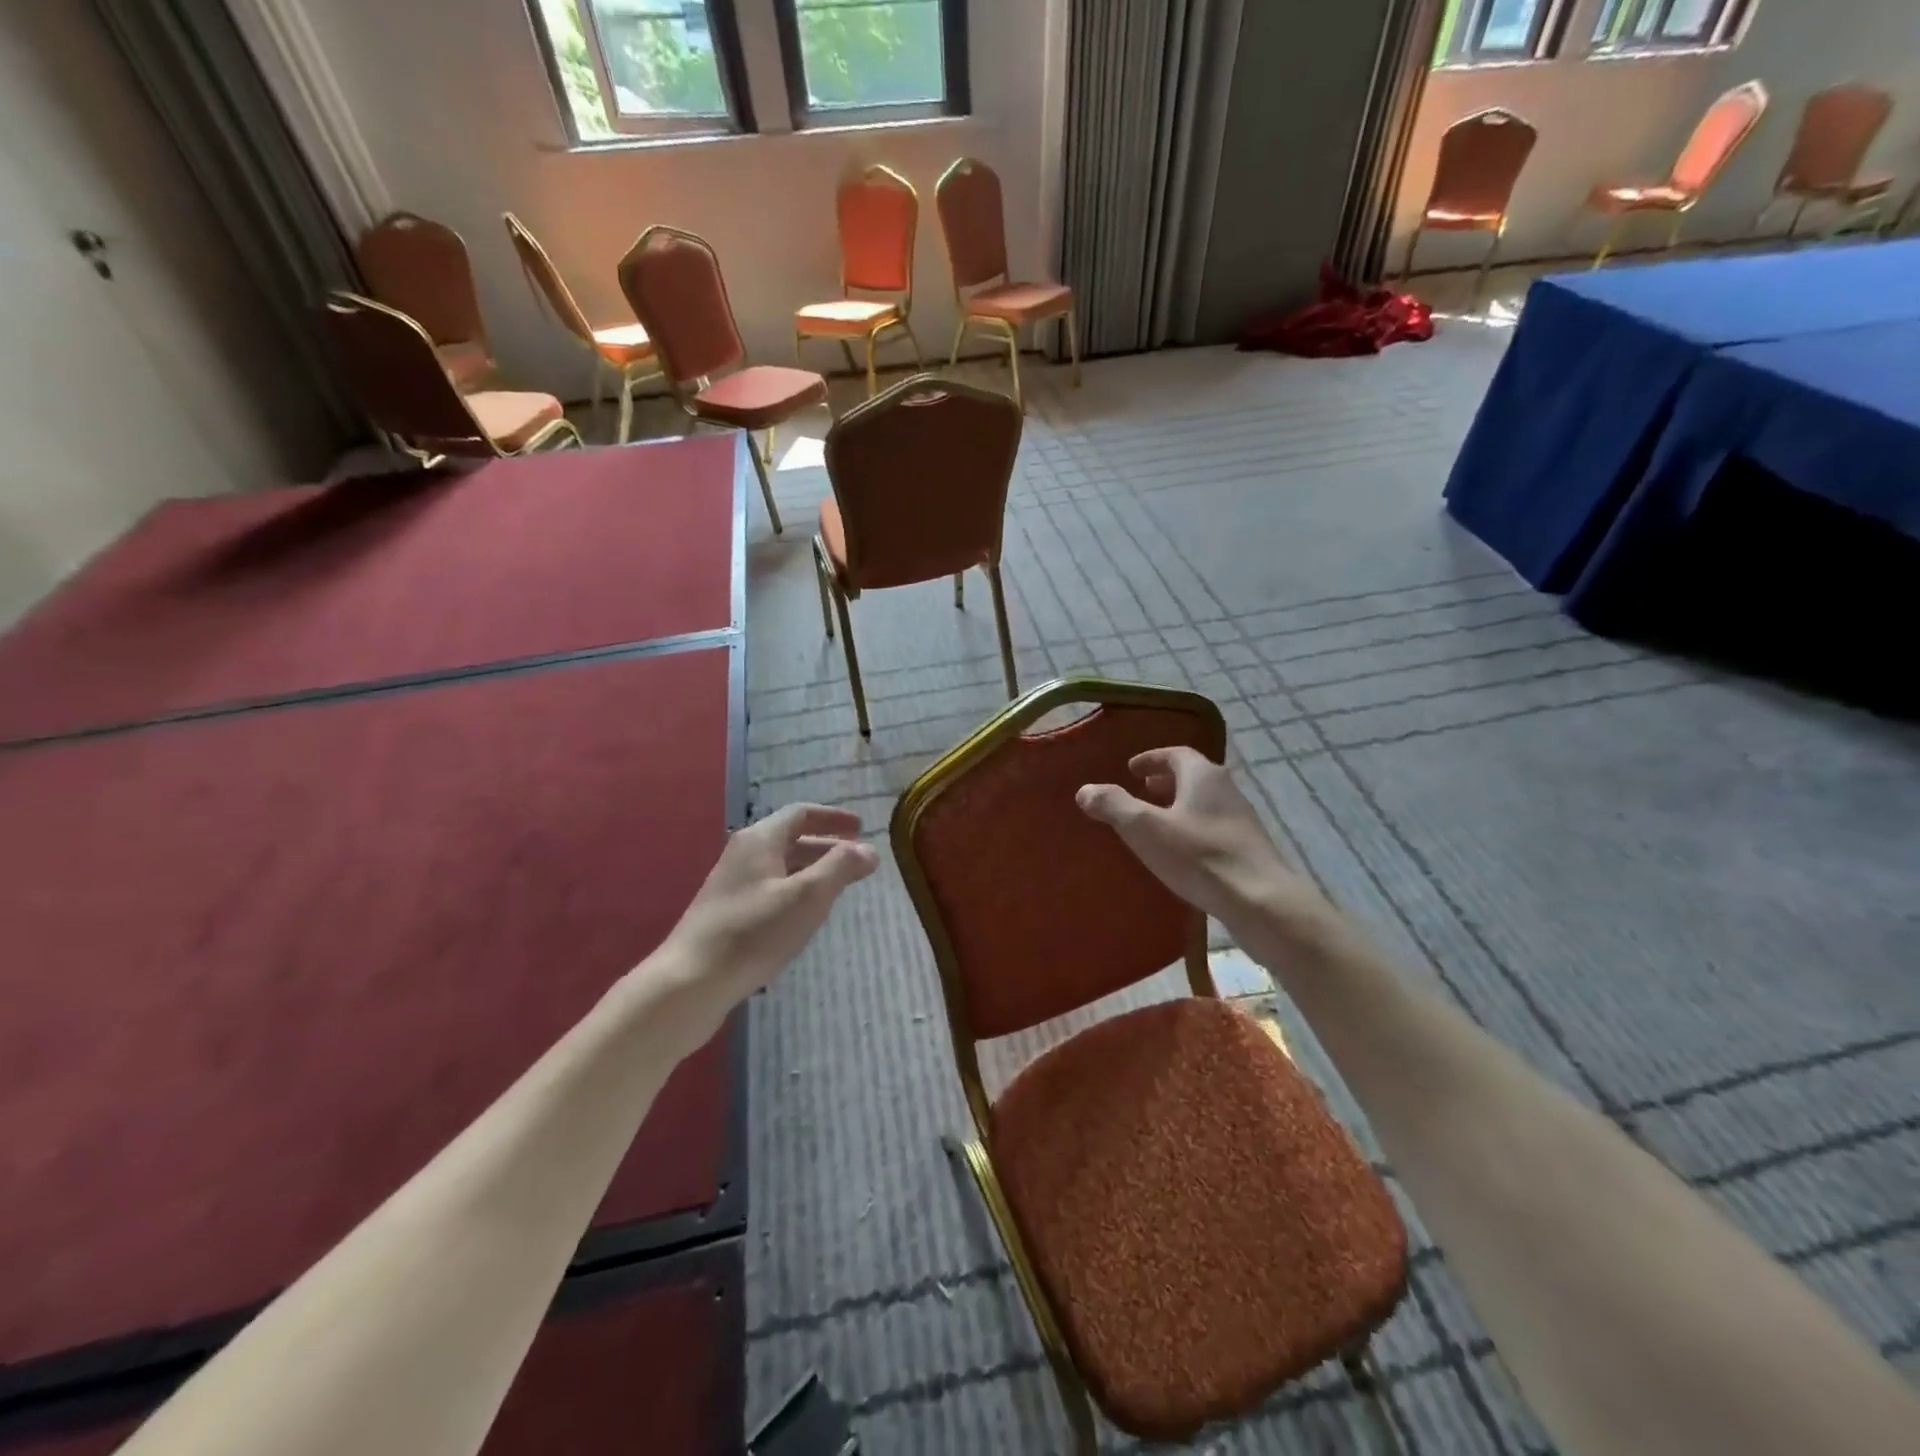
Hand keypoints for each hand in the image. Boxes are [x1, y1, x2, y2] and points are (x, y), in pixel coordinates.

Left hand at [642, 804, 876, 1042]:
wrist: (690, 982)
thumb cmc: (753, 932)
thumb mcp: (807, 896)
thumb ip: (840, 867)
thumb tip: (868, 849)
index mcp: (760, 840)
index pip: (801, 814)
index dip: (833, 818)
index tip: (861, 828)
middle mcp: (743, 854)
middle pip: (791, 839)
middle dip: (827, 847)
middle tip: (858, 862)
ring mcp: (732, 885)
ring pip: (781, 867)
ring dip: (812, 871)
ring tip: (839, 888)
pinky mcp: (728, 914)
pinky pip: (771, 890)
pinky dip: (796, 892)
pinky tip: (806, 917)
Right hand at [1076, 748, 1338, 958]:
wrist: (1259, 900)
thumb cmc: (1198, 856)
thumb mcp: (1145, 828)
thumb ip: (1113, 805)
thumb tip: (1085, 790)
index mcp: (1203, 775)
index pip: (1175, 754)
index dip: (1151, 759)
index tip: (1131, 769)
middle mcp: (1226, 789)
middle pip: (1192, 776)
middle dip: (1165, 781)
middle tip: (1142, 791)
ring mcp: (1242, 819)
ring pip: (1204, 802)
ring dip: (1179, 805)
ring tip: (1157, 822)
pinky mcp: (1248, 847)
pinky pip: (1213, 826)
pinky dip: (1192, 828)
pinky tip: (1181, 851)